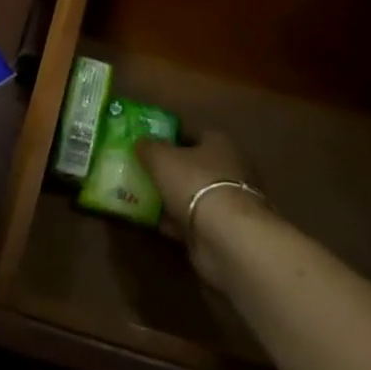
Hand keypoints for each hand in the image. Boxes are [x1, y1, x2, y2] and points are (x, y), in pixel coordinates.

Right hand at [135, 131, 262, 291]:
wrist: (226, 236)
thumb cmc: (195, 183)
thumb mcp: (161, 158)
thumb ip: (149, 148)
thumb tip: (142, 142)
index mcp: (219, 142)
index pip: (193, 133)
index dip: (170, 137)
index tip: (148, 144)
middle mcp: (229, 167)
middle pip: (194, 164)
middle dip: (170, 168)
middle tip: (143, 170)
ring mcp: (227, 201)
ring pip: (193, 193)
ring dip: (172, 196)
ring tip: (142, 196)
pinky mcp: (222, 229)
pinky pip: (192, 219)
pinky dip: (175, 220)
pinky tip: (153, 222)